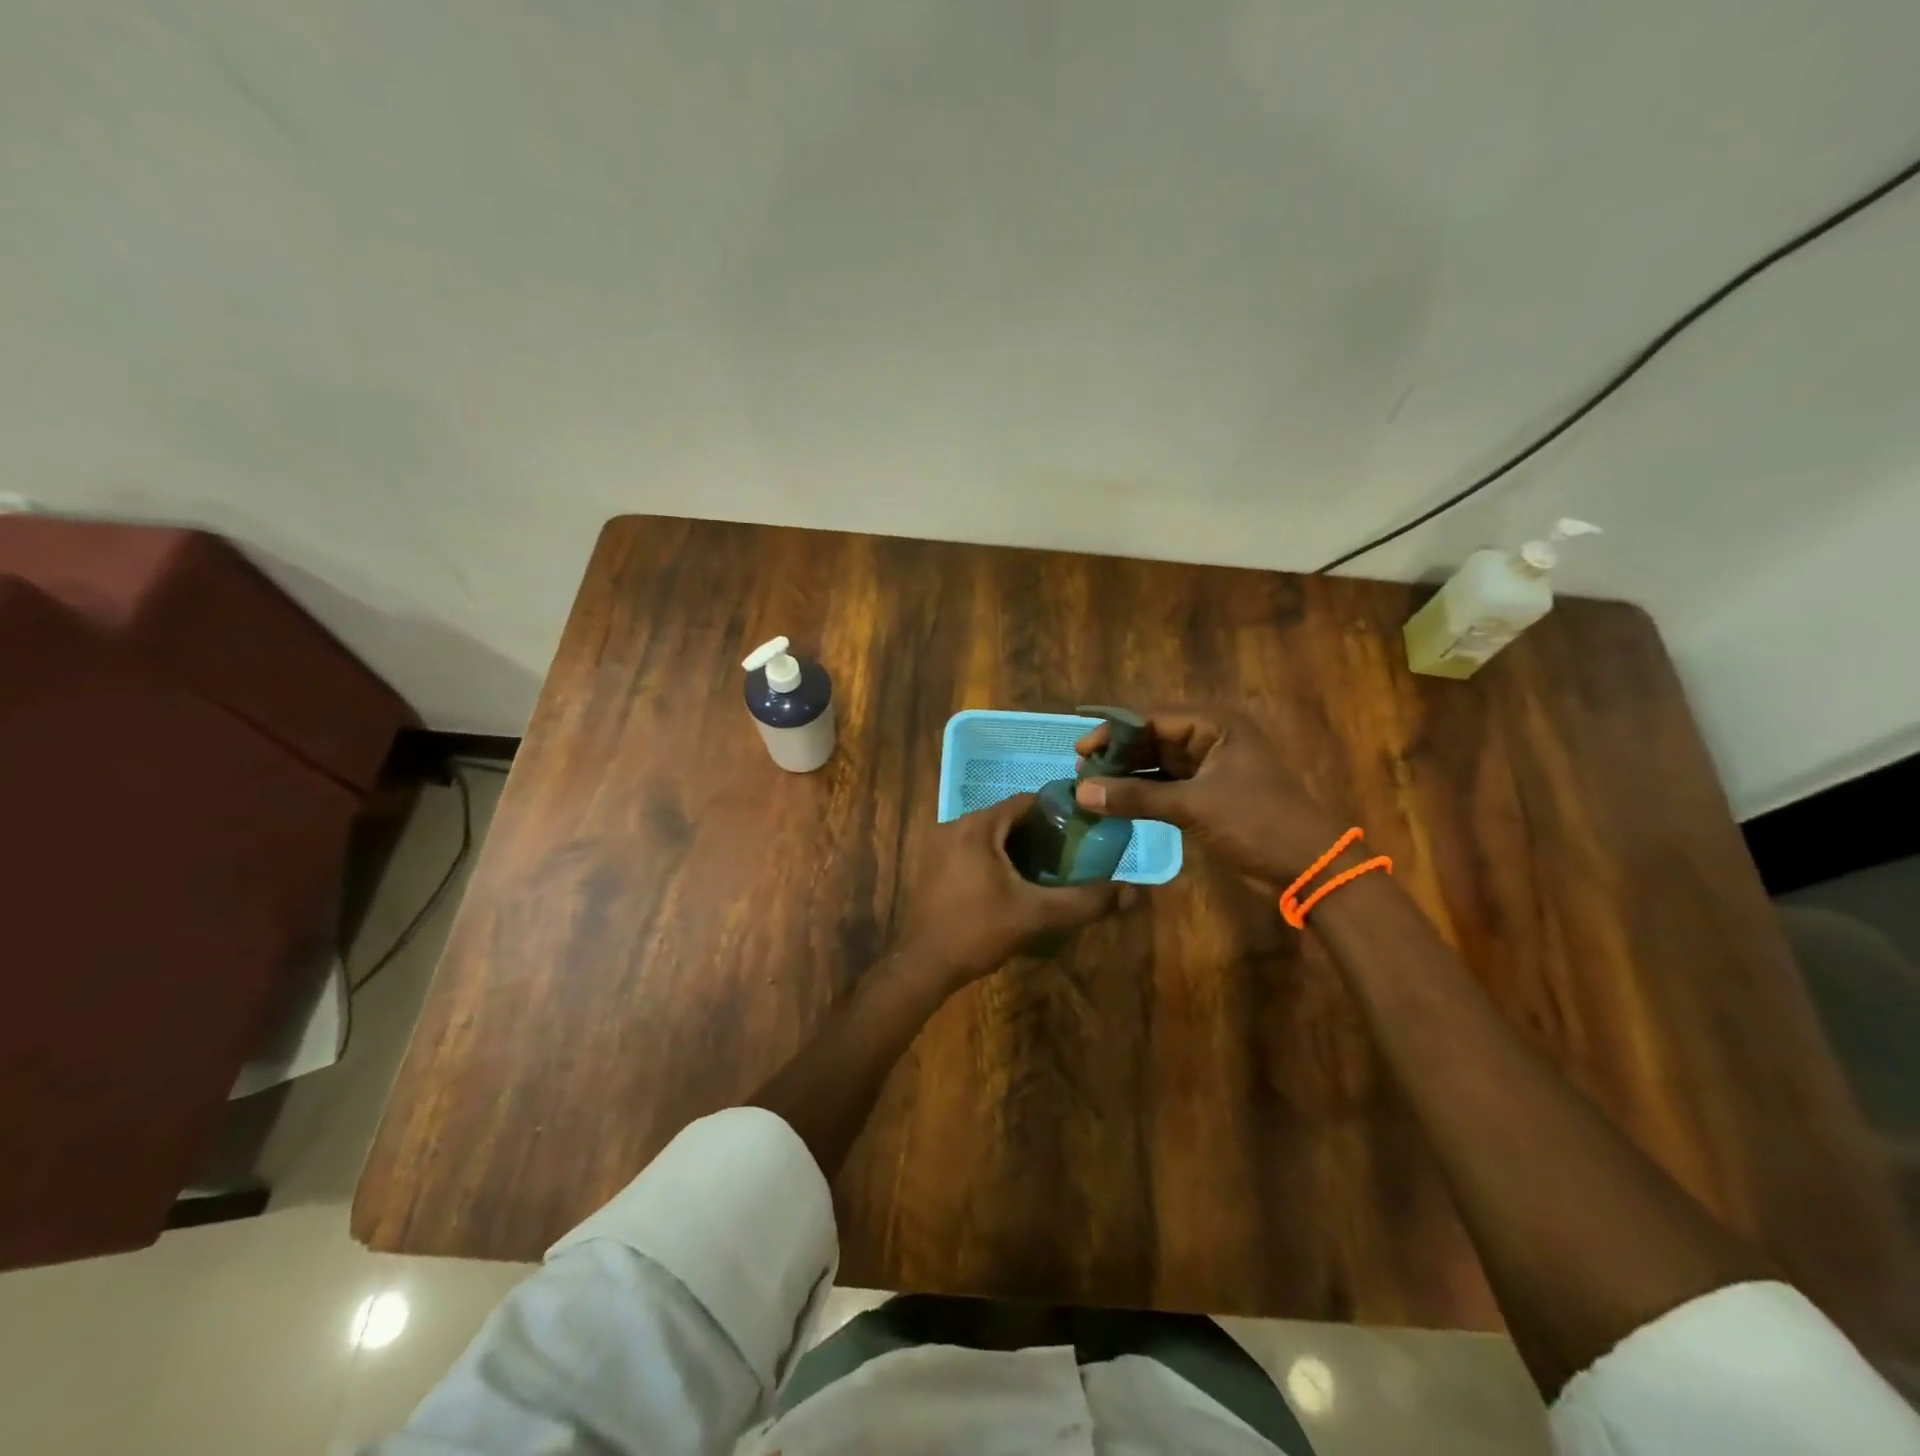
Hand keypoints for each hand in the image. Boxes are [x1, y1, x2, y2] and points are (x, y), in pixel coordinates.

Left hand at [895, 794, 1128, 984]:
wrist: (924, 965)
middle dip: (1040, 834)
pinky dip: (995, 859)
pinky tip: (1013, 886)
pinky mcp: (933, 866)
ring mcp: (939, 846)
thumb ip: (1085, 901)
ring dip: (1017, 848)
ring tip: (1047, 872)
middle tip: (1069, 856)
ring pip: (990, 836)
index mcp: (977, 826)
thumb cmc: (978, 931)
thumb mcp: (1037, 915)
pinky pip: (973, 850)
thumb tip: (1132, 892)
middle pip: (1008, 818)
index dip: (1058, 813)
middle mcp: (955, 826)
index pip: (1026, 802)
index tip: (1083, 831)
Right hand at [1073, 707, 1347, 885]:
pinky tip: (1114, 803)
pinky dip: (1142, 795)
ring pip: (1158, 765)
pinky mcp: (1209, 796)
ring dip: (1127, 776)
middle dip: (1118, 754)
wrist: (1310, 867)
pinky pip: (1166, 787)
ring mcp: (1211, 768)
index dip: (1114, 732)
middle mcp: (1212, 739)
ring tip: (1090, 787)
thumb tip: (1081, 792)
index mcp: (1216, 725)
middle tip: (1081, 771)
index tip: (1080, 749)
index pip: (1152, 719)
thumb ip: (1136, 797)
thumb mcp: (1194, 806)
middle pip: (1153, 740)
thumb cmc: (1257, 822)